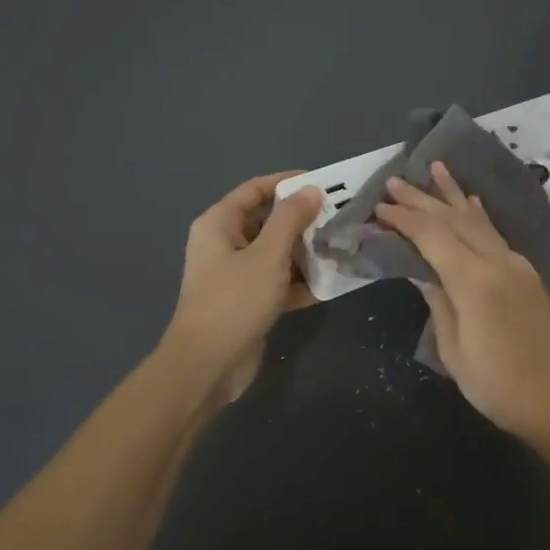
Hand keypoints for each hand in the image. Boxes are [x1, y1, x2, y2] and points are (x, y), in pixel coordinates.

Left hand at [162, 172, 320, 405]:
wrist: (208, 366)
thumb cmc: (235, 300)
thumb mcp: (268, 254)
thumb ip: (291, 219)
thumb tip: (310, 190)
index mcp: (219, 224)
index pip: (255, 190)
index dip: (287, 183)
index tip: (324, 183)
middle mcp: (224, 244)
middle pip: (267, 221)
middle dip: (302, 220)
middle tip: (339, 218)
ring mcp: (235, 275)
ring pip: (275, 254)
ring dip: (305, 252)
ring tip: (341, 248)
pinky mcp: (248, 302)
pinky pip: (278, 282)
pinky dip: (300, 282)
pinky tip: (330, 284)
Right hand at [375, 162, 549, 441]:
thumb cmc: (501, 385)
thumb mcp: (456, 351)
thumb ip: (438, 303)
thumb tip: (421, 272)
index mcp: (474, 280)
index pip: (432, 236)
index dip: (404, 219)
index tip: (379, 207)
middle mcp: (496, 261)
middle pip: (454, 219)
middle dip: (423, 198)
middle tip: (395, 180)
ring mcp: (515, 264)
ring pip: (478, 219)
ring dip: (453, 194)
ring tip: (435, 168)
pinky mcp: (526, 273)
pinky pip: (494, 232)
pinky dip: (477, 214)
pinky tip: (471, 202)